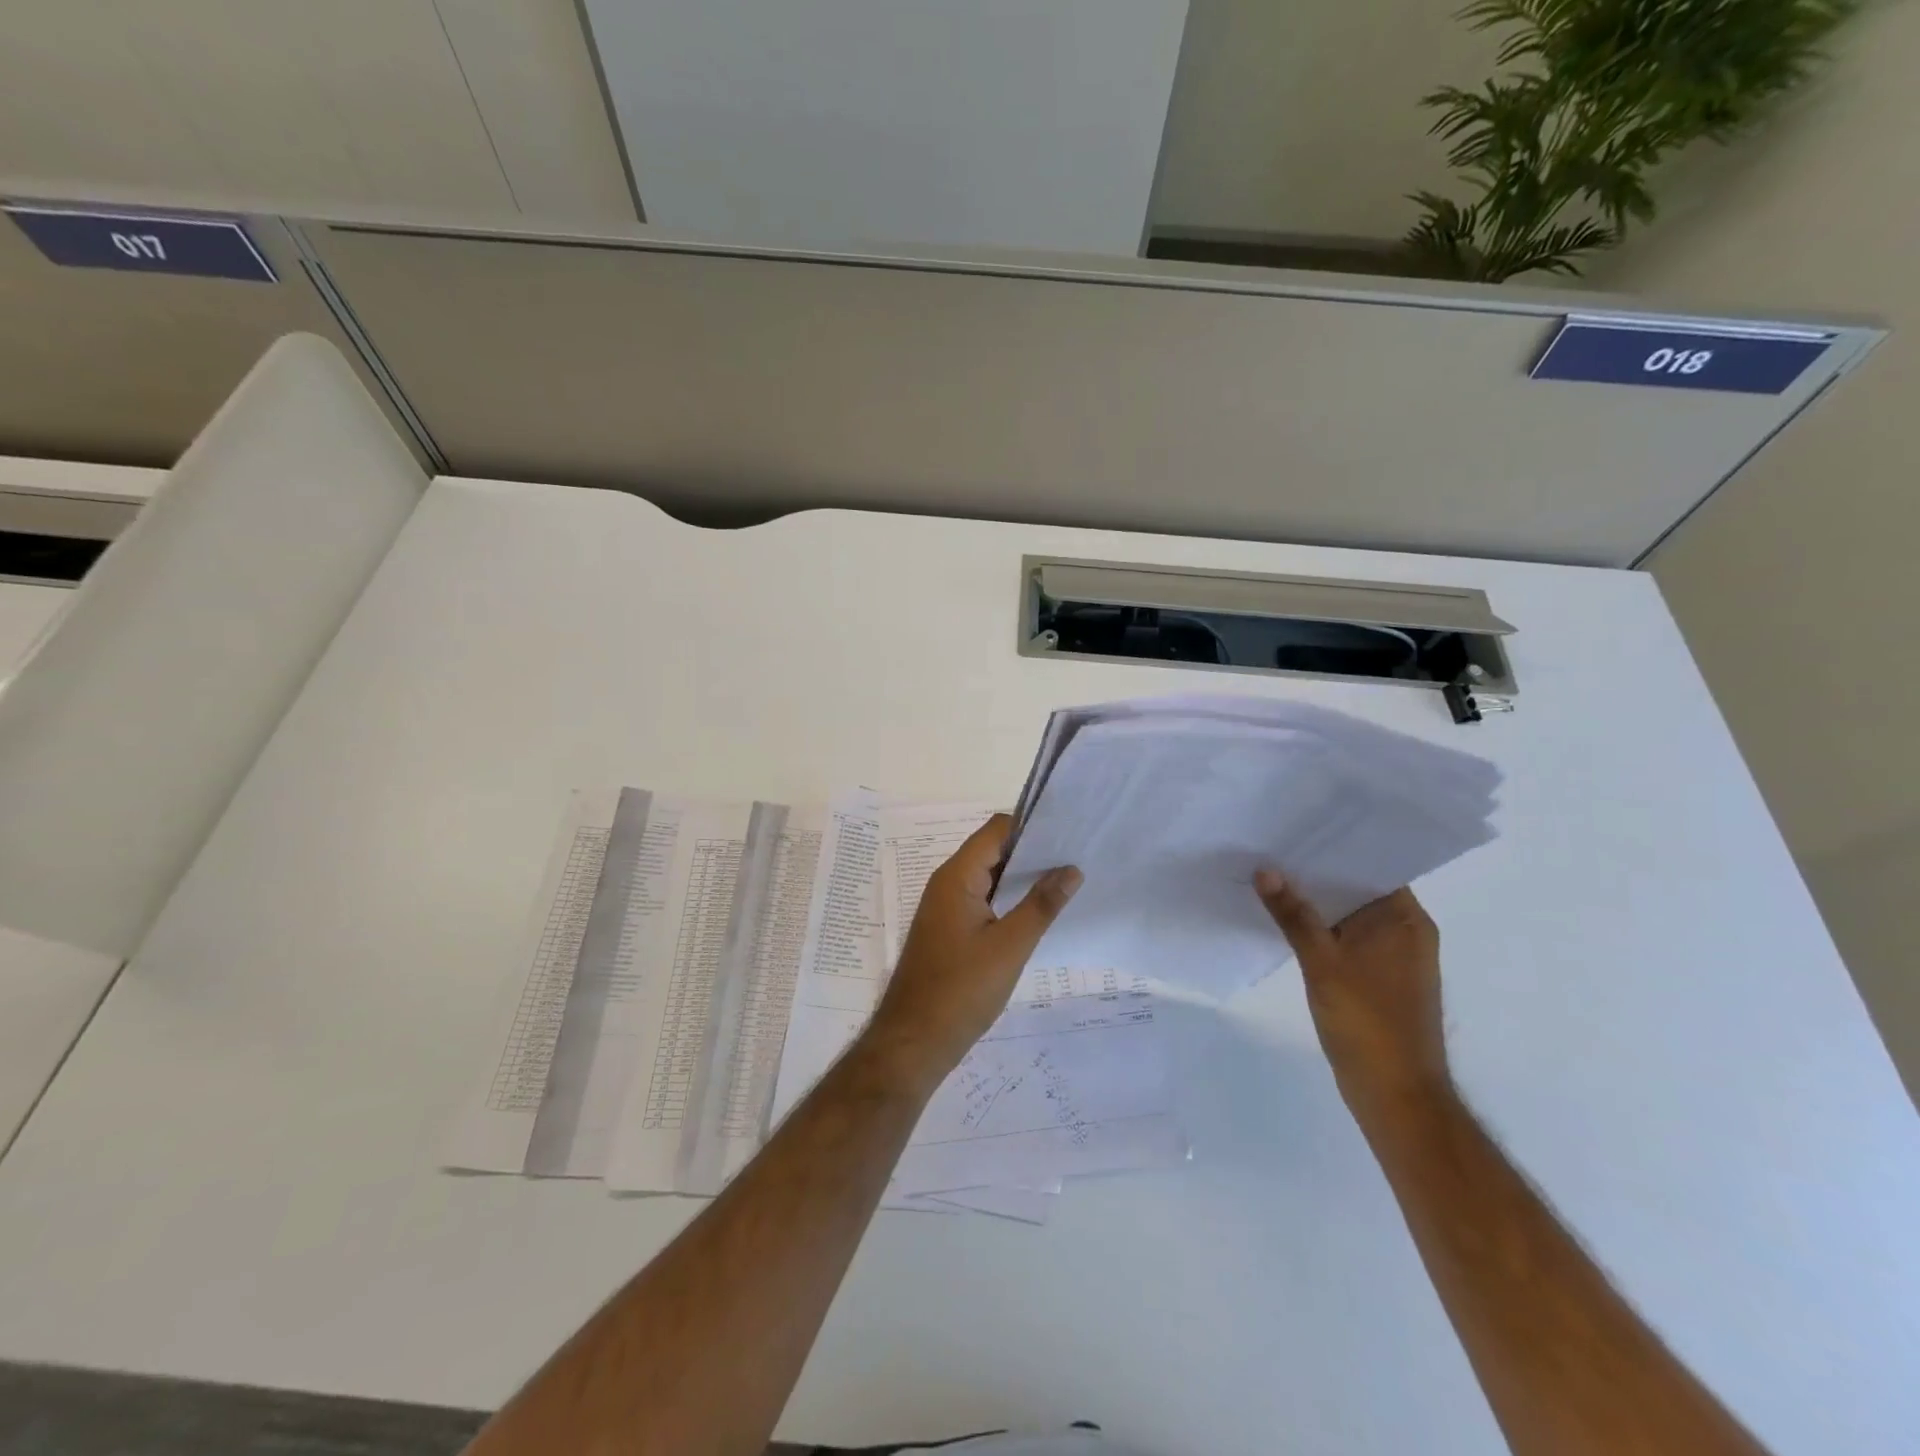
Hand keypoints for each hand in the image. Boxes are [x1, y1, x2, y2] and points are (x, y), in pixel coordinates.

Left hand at [866, 814, 1081, 1085]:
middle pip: (992, 850)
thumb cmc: (961, 990)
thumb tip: (1071, 869)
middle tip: (1076, 858)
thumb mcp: (1010, 947)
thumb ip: (1041, 905)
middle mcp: (947, 883)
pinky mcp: (949, 930)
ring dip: (1021, 878)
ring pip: (988, 877)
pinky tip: (1037, 912)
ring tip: (1066, 881)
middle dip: (1032, 852)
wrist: (914, 1042)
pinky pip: (982, 900)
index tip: (1070, 834)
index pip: (996, 830)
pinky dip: (1008, 899)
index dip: (1032, 827)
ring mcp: (946, 907)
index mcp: (956, 877)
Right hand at [1254, 870, 1450, 1124]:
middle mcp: (1405, 930)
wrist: (1396, 1095)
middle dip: (1315, 872)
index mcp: (1405, 919)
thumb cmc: (1367, 1024)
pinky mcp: (1377, 977)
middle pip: (1356, 887)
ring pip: (1347, 914)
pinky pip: (1345, 937)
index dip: (1334, 845)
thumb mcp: (1322, 963)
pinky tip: (1283, 920)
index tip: (1294, 826)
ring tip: (1268, 876)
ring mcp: (1392, 956)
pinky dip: (1319, 928)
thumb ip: (1293, 914)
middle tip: (1270, 846)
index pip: (1371, 864)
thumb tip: (1265, 869)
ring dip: (1314, 901)